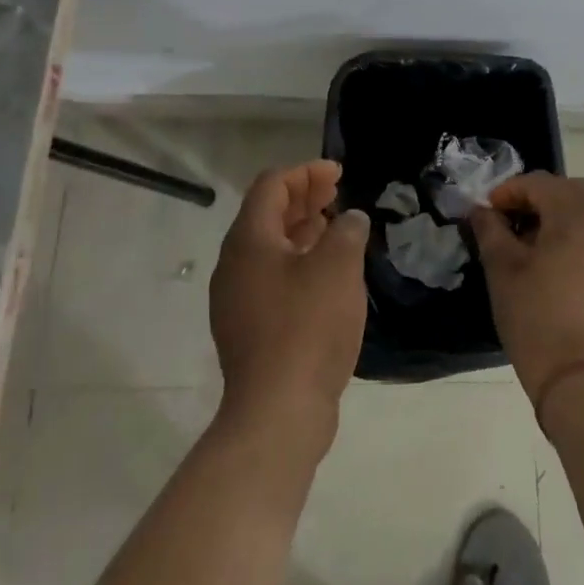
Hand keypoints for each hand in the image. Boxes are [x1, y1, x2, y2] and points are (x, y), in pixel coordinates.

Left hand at [209, 160, 367, 444]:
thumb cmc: (308, 327)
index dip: (306, 172)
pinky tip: (326, 274)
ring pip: (270, 248)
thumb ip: (347, 231)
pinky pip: (271, 277)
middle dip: (304, 198)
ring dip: (302, 230)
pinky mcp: (248, 328)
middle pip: (267, 214)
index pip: (272, 185)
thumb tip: (349, 220)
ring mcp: (237, 299)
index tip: (339, 174)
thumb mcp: (338, 267)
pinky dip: (298, 261)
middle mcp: (234, 264)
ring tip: (336, 228)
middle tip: (338, 194)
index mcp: (249, 240)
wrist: (278, 412)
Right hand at [468, 173, 583, 408]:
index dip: (509, 191)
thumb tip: (481, 211)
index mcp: (576, 216)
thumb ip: (490, 230)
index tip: (488, 212)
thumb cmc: (535, 317)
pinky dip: (576, 235)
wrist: (577, 379)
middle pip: (573, 189)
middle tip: (514, 218)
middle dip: (541, 195)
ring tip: (530, 242)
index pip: (541, 183)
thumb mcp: (502, 269)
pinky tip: (553, 264)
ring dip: (560, 214)